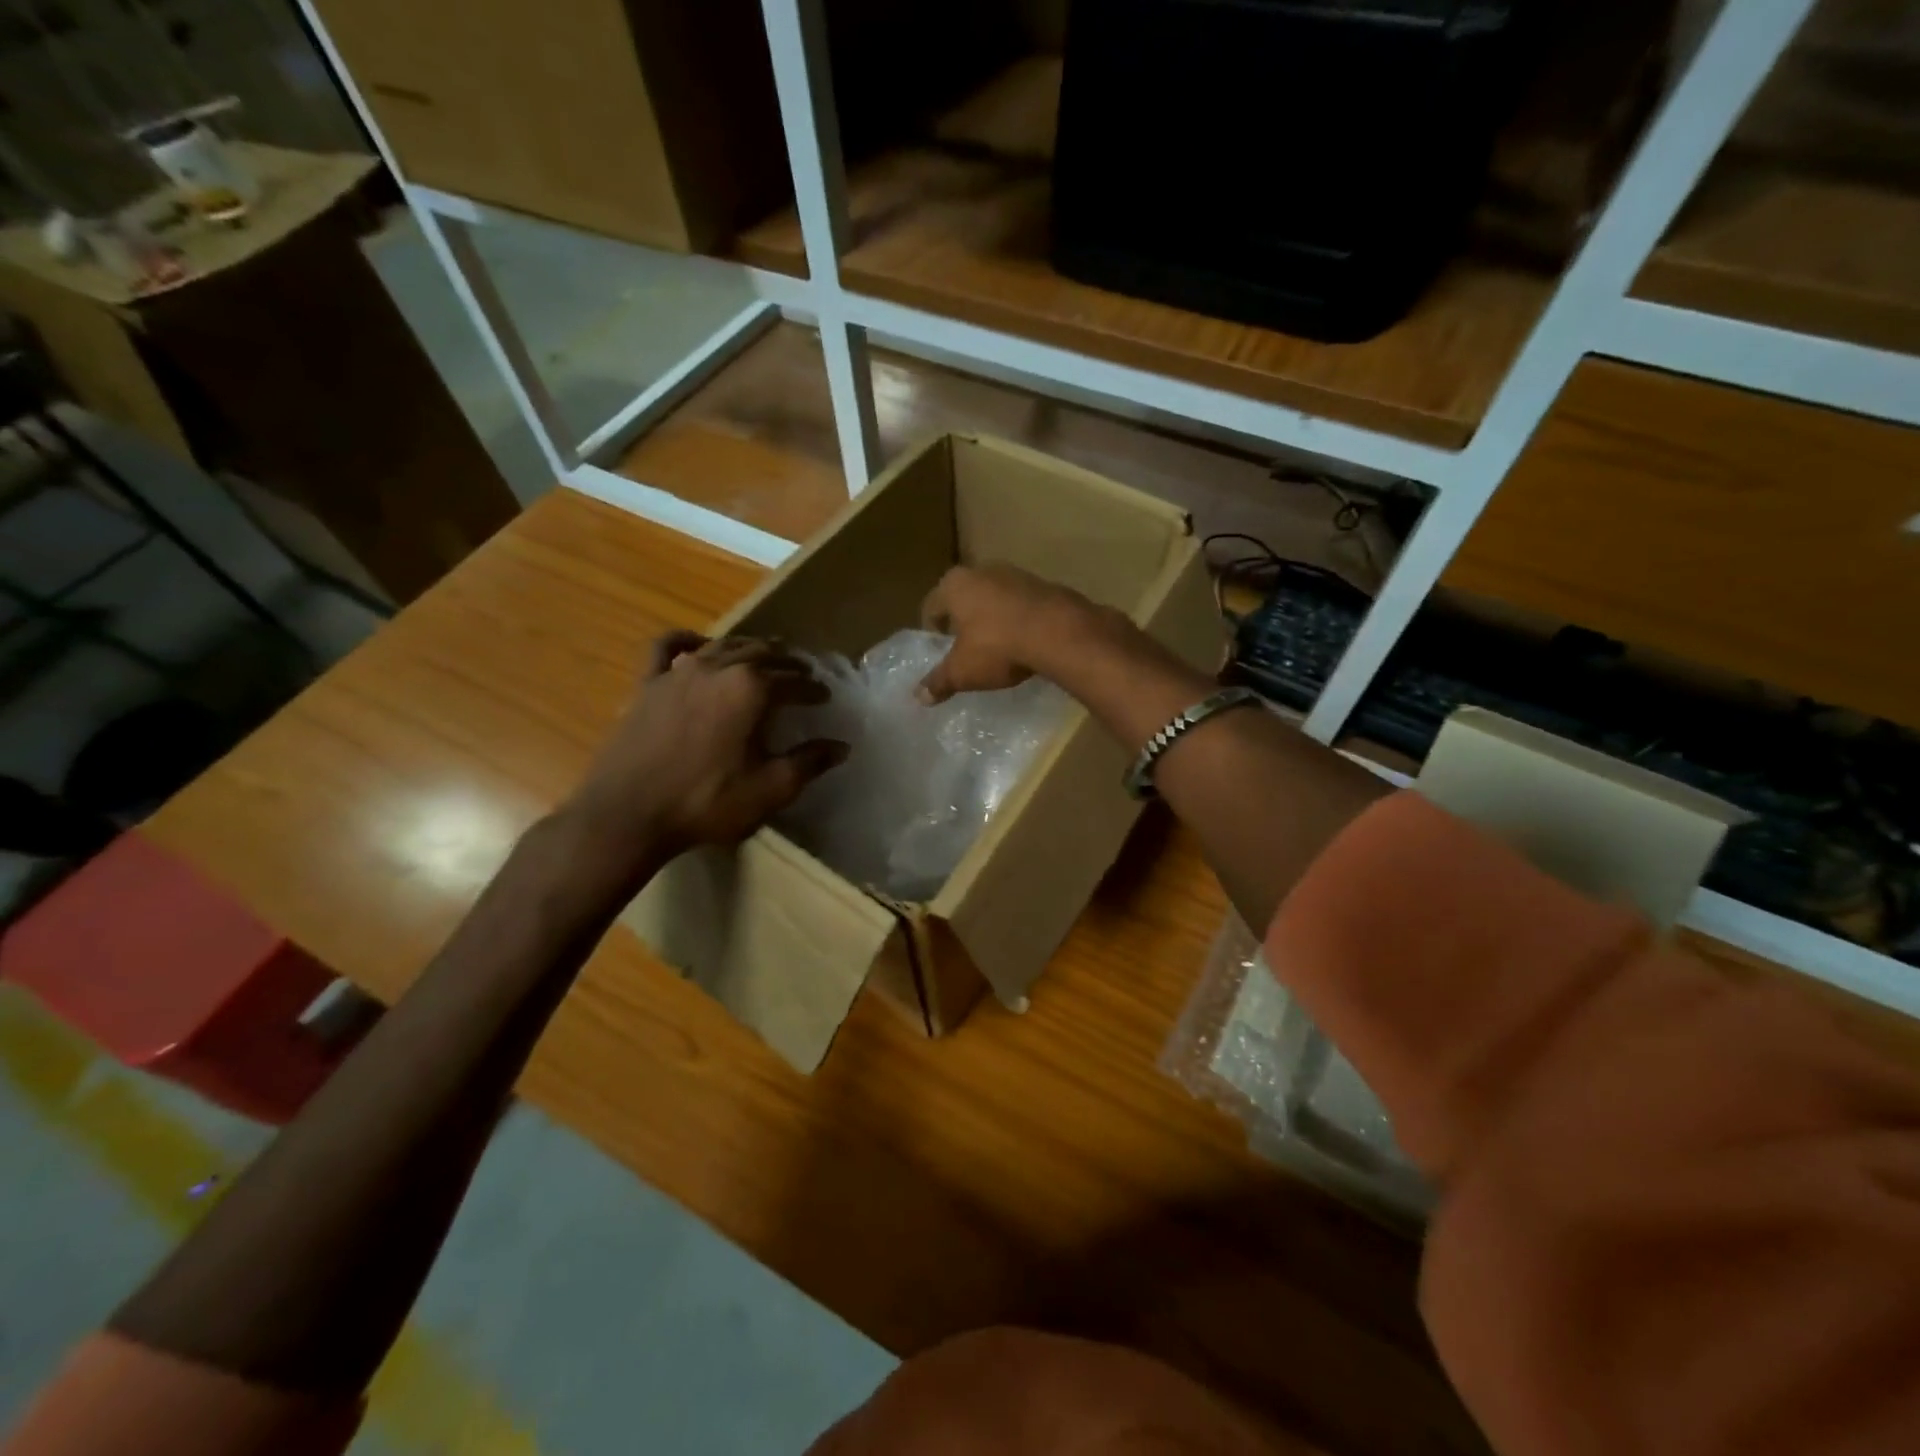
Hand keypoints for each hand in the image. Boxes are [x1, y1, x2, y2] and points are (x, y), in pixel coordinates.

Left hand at [564, 632, 847, 866]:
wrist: (628, 814)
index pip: (794, 681)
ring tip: (764, 657)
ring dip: (749, 648)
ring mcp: (678, 671)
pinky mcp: (648, 683)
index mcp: (751, 689)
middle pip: (762, 653)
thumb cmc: (706, 802)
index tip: (825, 698)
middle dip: (787, 662)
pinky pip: (667, 647)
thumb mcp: (770, 789)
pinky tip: (698, 645)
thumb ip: (809, 763)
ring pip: (723, 645)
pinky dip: (687, 640)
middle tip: (802, 674)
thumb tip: (841, 746)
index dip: (813, 689)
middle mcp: (718, 668)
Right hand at [918, 564, 1101, 703]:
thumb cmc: (997, 647)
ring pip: (994, 598)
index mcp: (954, 585)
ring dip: (992, 618)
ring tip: (997, 646)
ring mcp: (1016, 574)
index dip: (932, 630)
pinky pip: (1021, 604)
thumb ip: (939, 682)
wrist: (1058, 632)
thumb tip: (919, 697)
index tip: (939, 648)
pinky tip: (1024, 641)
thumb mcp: (962, 671)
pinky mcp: (1044, 584)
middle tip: (965, 647)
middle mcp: (982, 571)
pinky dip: (1018, 619)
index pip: (931, 606)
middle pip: (964, 598)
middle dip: (963, 620)